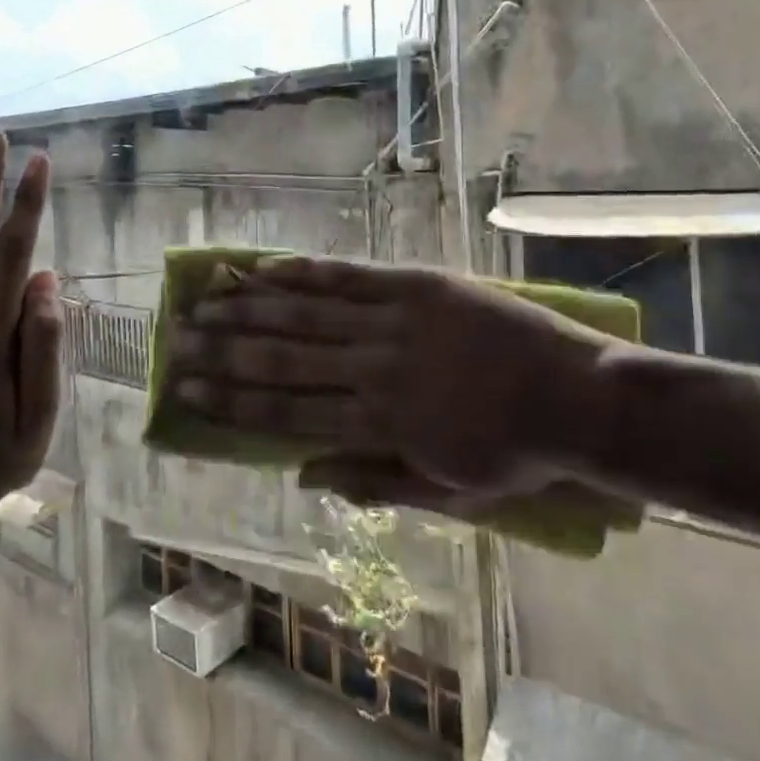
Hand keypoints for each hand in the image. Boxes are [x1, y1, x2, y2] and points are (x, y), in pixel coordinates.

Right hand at [166, 257, 628, 514]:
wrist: (581, 399)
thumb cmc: (515, 455)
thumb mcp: (447, 493)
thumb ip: (372, 483)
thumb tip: (303, 476)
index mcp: (379, 424)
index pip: (288, 412)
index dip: (233, 401)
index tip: (188, 390)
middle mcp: (375, 369)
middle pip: (284, 357)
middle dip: (225, 348)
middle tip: (178, 338)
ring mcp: (395, 321)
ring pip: (308, 312)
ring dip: (251, 306)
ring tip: (206, 298)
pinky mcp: (418, 286)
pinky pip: (352, 276)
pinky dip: (306, 272)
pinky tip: (268, 267)